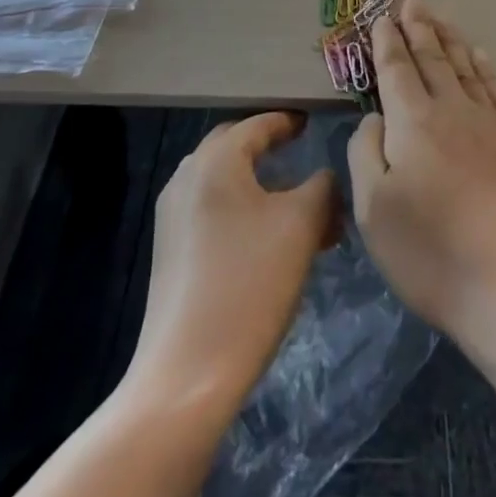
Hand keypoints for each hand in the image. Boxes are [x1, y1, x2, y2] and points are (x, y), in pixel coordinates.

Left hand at [130, 112, 337, 409]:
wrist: (188, 375)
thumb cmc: (250, 285)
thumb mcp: (302, 226)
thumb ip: (322, 187)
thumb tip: (326, 176)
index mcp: (216, 160)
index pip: (258, 124)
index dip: (288, 122)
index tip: (313, 123)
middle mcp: (187, 176)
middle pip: (235, 146)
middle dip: (270, 147)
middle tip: (302, 153)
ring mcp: (173, 215)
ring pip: (224, 181)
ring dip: (259, 183)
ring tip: (297, 205)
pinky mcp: (169, 250)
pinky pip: (212, 209)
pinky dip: (242, 209)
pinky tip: (269, 238)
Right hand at [348, 0, 495, 352]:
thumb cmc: (431, 256)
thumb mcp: (373, 211)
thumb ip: (366, 152)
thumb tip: (375, 116)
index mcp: (413, 122)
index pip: (396, 69)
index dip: (387, 41)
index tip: (383, 17)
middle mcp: (452, 110)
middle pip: (432, 58)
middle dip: (418, 27)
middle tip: (411, 0)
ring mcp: (489, 124)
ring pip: (464, 66)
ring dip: (449, 38)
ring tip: (438, 17)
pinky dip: (484, 67)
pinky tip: (479, 56)